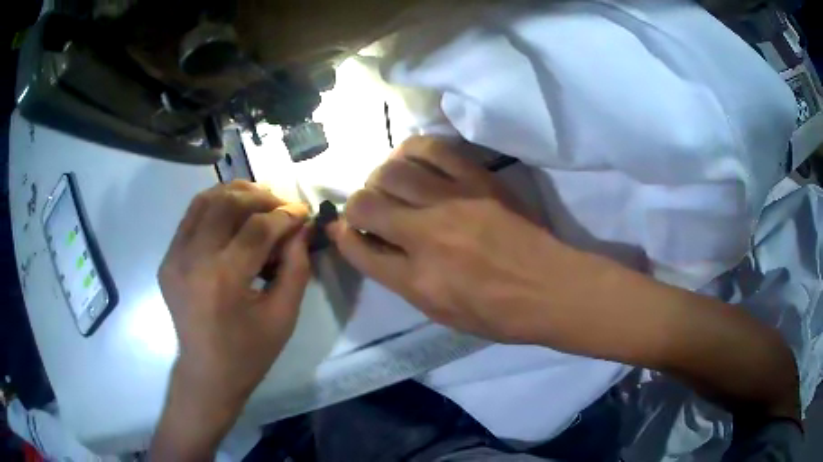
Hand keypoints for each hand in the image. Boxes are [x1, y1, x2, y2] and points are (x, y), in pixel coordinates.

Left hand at [152, 181, 310, 460]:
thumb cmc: (249, 352)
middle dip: (261, 196)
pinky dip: (215, 206)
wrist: (207, 373)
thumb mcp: (283, 316)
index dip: (285, 215)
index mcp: (223, 280)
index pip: (257, 228)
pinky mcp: (168, 259)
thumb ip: (296, 267)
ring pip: (205, 201)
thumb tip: (301, 229)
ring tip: (259, 201)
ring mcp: (175, 257)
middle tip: (282, 205)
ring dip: (235, 193)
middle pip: (228, 203)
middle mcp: (193, 260)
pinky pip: (191, 217)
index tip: (303, 213)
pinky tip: (233, 214)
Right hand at [327, 136, 569, 343]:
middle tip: (367, 209)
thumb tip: (376, 248)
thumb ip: (403, 280)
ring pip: (392, 171)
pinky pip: (433, 149)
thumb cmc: (499, 313)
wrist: (551, 288)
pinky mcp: (477, 179)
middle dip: (355, 205)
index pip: (358, 250)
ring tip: (388, 183)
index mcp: (417, 281)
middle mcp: (426, 236)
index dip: (343, 237)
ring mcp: (453, 202)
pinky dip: (413, 150)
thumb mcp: (442, 313)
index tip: (343, 229)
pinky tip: (412, 159)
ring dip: (379, 176)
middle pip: (366, 204)